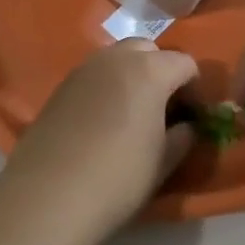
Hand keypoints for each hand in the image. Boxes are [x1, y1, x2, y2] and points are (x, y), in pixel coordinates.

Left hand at [0, 39, 199, 236]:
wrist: (49, 194)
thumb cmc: (118, 177)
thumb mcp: (163, 162)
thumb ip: (182, 137)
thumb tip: (187, 126)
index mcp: (149, 70)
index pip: (185, 63)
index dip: (196, 88)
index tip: (195, 116)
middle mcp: (116, 58)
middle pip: (148, 50)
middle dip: (161, 70)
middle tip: (163, 108)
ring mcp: (83, 69)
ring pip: (117, 58)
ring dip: (131, 75)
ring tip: (132, 113)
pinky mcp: (60, 87)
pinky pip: (93, 75)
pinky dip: (106, 87)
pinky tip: (102, 121)